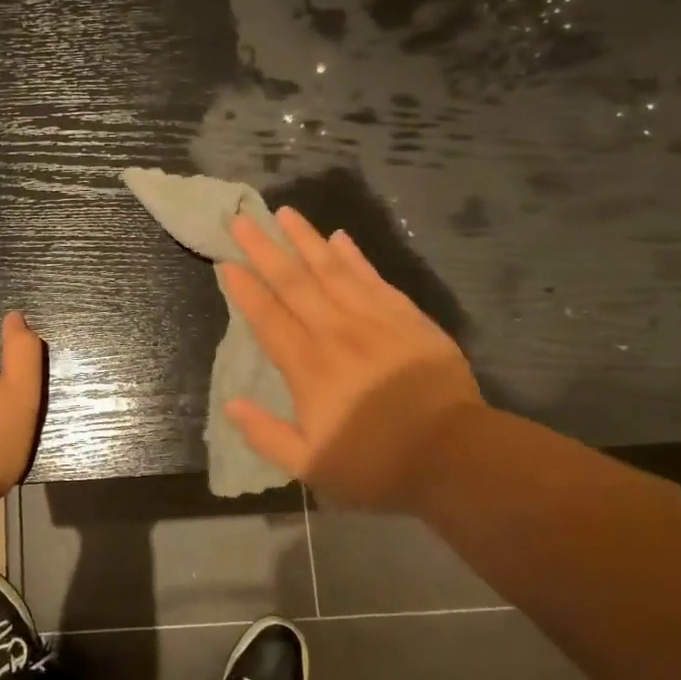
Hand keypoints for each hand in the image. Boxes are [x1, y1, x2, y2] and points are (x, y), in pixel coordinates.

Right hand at [220, 207, 482, 511]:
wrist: (455, 454)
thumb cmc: (377, 464)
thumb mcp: (311, 466)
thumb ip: (266, 435)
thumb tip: (230, 404)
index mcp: (308, 367)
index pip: (268, 318)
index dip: (244, 289)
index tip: (225, 263)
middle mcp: (336, 332)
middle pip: (293, 282)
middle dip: (264, 249)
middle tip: (242, 221)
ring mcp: (374, 320)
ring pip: (332, 270)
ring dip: (305, 240)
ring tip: (285, 213)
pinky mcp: (407, 317)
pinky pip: (373, 278)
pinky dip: (354, 256)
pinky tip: (339, 237)